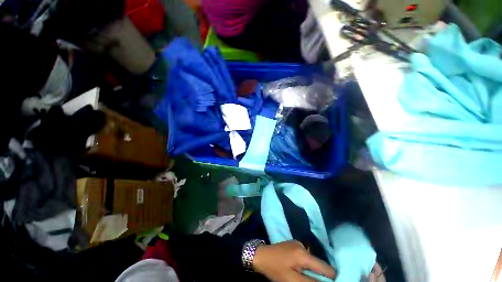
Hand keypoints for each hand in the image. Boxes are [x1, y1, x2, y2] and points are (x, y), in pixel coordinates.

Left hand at [253, 240, 335, 281]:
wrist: (261, 255)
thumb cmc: (275, 269)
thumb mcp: (292, 280)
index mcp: (303, 255)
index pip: (325, 268)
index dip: (332, 277)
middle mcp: (303, 246)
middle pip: (318, 264)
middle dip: (321, 275)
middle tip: (315, 281)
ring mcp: (298, 243)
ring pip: (312, 260)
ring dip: (312, 270)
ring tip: (305, 276)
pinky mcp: (294, 244)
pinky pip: (305, 256)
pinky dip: (306, 264)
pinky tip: (298, 268)